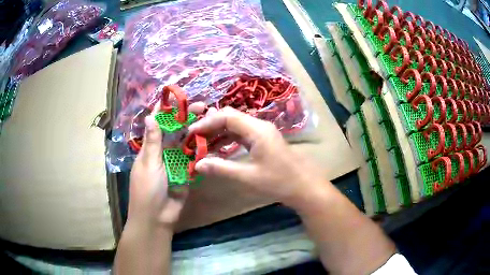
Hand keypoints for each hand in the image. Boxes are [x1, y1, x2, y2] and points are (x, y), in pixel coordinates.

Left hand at [127, 102, 204, 228]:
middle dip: (187, 118)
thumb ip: (153, 141)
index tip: (179, 98)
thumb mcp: (149, 164)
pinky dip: (201, 150)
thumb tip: (150, 116)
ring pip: (186, 144)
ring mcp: (175, 163)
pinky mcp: (186, 173)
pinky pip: (194, 159)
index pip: (158, 124)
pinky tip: (212, 140)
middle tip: (202, 107)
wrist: (157, 217)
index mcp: (151, 148)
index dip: (167, 111)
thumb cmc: (147, 190)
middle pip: (175, 131)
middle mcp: (163, 152)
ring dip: (196, 132)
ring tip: (210, 120)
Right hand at [189, 107, 322, 206]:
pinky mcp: (263, 141)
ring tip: (202, 144)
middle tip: (194, 138)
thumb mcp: (248, 177)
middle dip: (211, 125)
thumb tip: (197, 164)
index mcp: (257, 130)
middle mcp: (259, 126)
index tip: (192, 133)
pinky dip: (228, 139)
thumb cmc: (278, 181)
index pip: (227, 116)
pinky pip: (242, 135)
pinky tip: (218, 148)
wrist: (304, 187)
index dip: (207, 122)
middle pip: (230, 117)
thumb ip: (221, 168)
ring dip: (218, 133)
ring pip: (235, 126)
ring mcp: (262, 133)